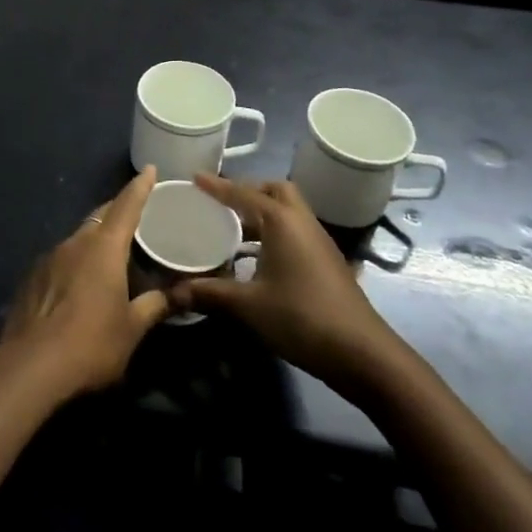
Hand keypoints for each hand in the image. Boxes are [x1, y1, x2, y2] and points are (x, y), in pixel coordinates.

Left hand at [0, 167, 171, 398]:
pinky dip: (76, 261)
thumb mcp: (132, 328)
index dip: (140, 187)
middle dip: (117, 211)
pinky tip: (80, 282)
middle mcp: (75, 243)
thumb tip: (179, 295)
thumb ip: (155, 306)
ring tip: (111, 253)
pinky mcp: (32, 276)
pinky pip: (61, 258)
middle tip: (136, 213)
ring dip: (95, 239)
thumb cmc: (92, 343)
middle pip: (100, 217)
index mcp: (104, 248)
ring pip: (79, 237)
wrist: (31, 366)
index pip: (126, 206)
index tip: (150, 170)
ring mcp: (49, 257)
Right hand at [170, 176, 410, 395]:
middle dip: (249, 190)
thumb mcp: (248, 306)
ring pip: (288, 212)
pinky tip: (256, 258)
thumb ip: (208, 294)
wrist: (362, 354)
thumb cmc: (302, 318)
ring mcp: (319, 242)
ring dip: (262, 213)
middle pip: (276, 191)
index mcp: (282, 221)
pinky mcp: (326, 262)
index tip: (195, 177)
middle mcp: (302, 223)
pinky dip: (274, 232)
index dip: (218, 186)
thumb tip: (170, 294)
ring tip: (232, 228)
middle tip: (221, 202)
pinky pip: (295, 232)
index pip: (243, 194)